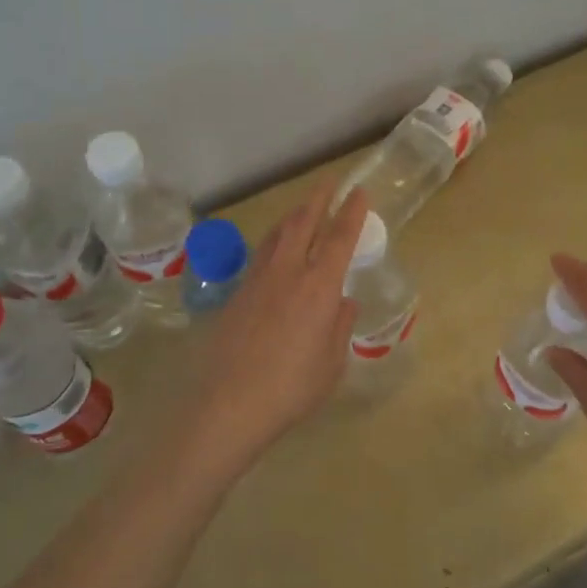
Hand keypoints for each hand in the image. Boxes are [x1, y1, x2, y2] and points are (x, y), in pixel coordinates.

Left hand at [184, 180, 366, 479]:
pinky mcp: (236, 294)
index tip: (359, 192)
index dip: (351, 212)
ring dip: (294, 215)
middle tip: (329, 183)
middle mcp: (288, 272)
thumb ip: (339, 327)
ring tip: (302, 208)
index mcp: (319, 286)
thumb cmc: (291, 388)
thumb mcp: (331, 363)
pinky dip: (275, 241)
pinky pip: (261, 255)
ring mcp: (257, 280)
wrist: (228, 404)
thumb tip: (343, 302)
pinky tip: (275, 249)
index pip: (340, 237)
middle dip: (318, 198)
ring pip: (278, 234)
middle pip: (303, 222)